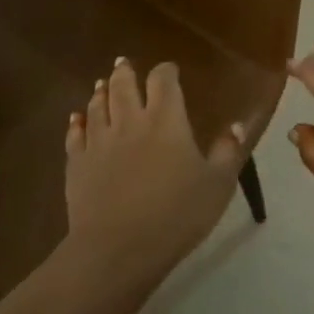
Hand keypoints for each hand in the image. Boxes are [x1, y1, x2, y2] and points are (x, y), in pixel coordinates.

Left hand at [65, 58, 247, 283]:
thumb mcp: (217, 185)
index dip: (166, 71)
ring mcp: (99, 141)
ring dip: (101, 92)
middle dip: (125, 72)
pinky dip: (76, 122)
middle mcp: (130, 121)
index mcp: (166, 120)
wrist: (117, 248)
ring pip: (97, 105)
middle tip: (124, 64)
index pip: (163, 80)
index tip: (170, 71)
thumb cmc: (175, 215)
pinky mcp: (77, 163)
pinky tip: (76, 118)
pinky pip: (75, 135)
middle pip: (123, 85)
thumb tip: (238, 124)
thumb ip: (228, 152)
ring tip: (102, 83)